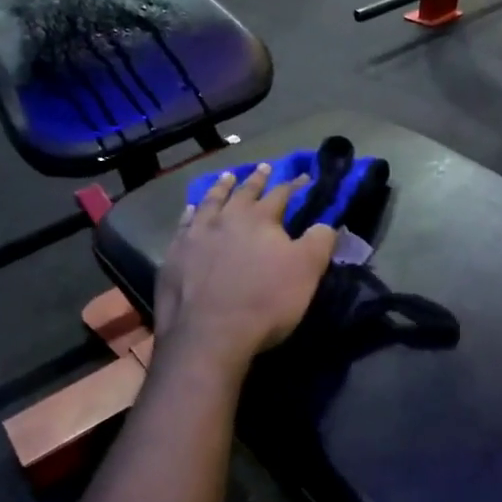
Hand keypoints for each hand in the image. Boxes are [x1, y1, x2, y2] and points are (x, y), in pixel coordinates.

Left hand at [153, 163, 336, 372]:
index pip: (282, 194)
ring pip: (211, 202)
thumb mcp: (307, 271)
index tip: (304, 177)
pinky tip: (191, 211)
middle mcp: (226, 219)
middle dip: (257, 179)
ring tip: (226, 177)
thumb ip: (319, 241)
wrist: (209, 334)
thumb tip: (326, 223)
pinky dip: (191, 214)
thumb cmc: (265, 301)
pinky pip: (184, 225)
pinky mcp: (175, 256)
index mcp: (260, 219)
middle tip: (264, 167)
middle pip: (243, 192)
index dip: (295, 185)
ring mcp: (196, 236)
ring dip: (221, 188)